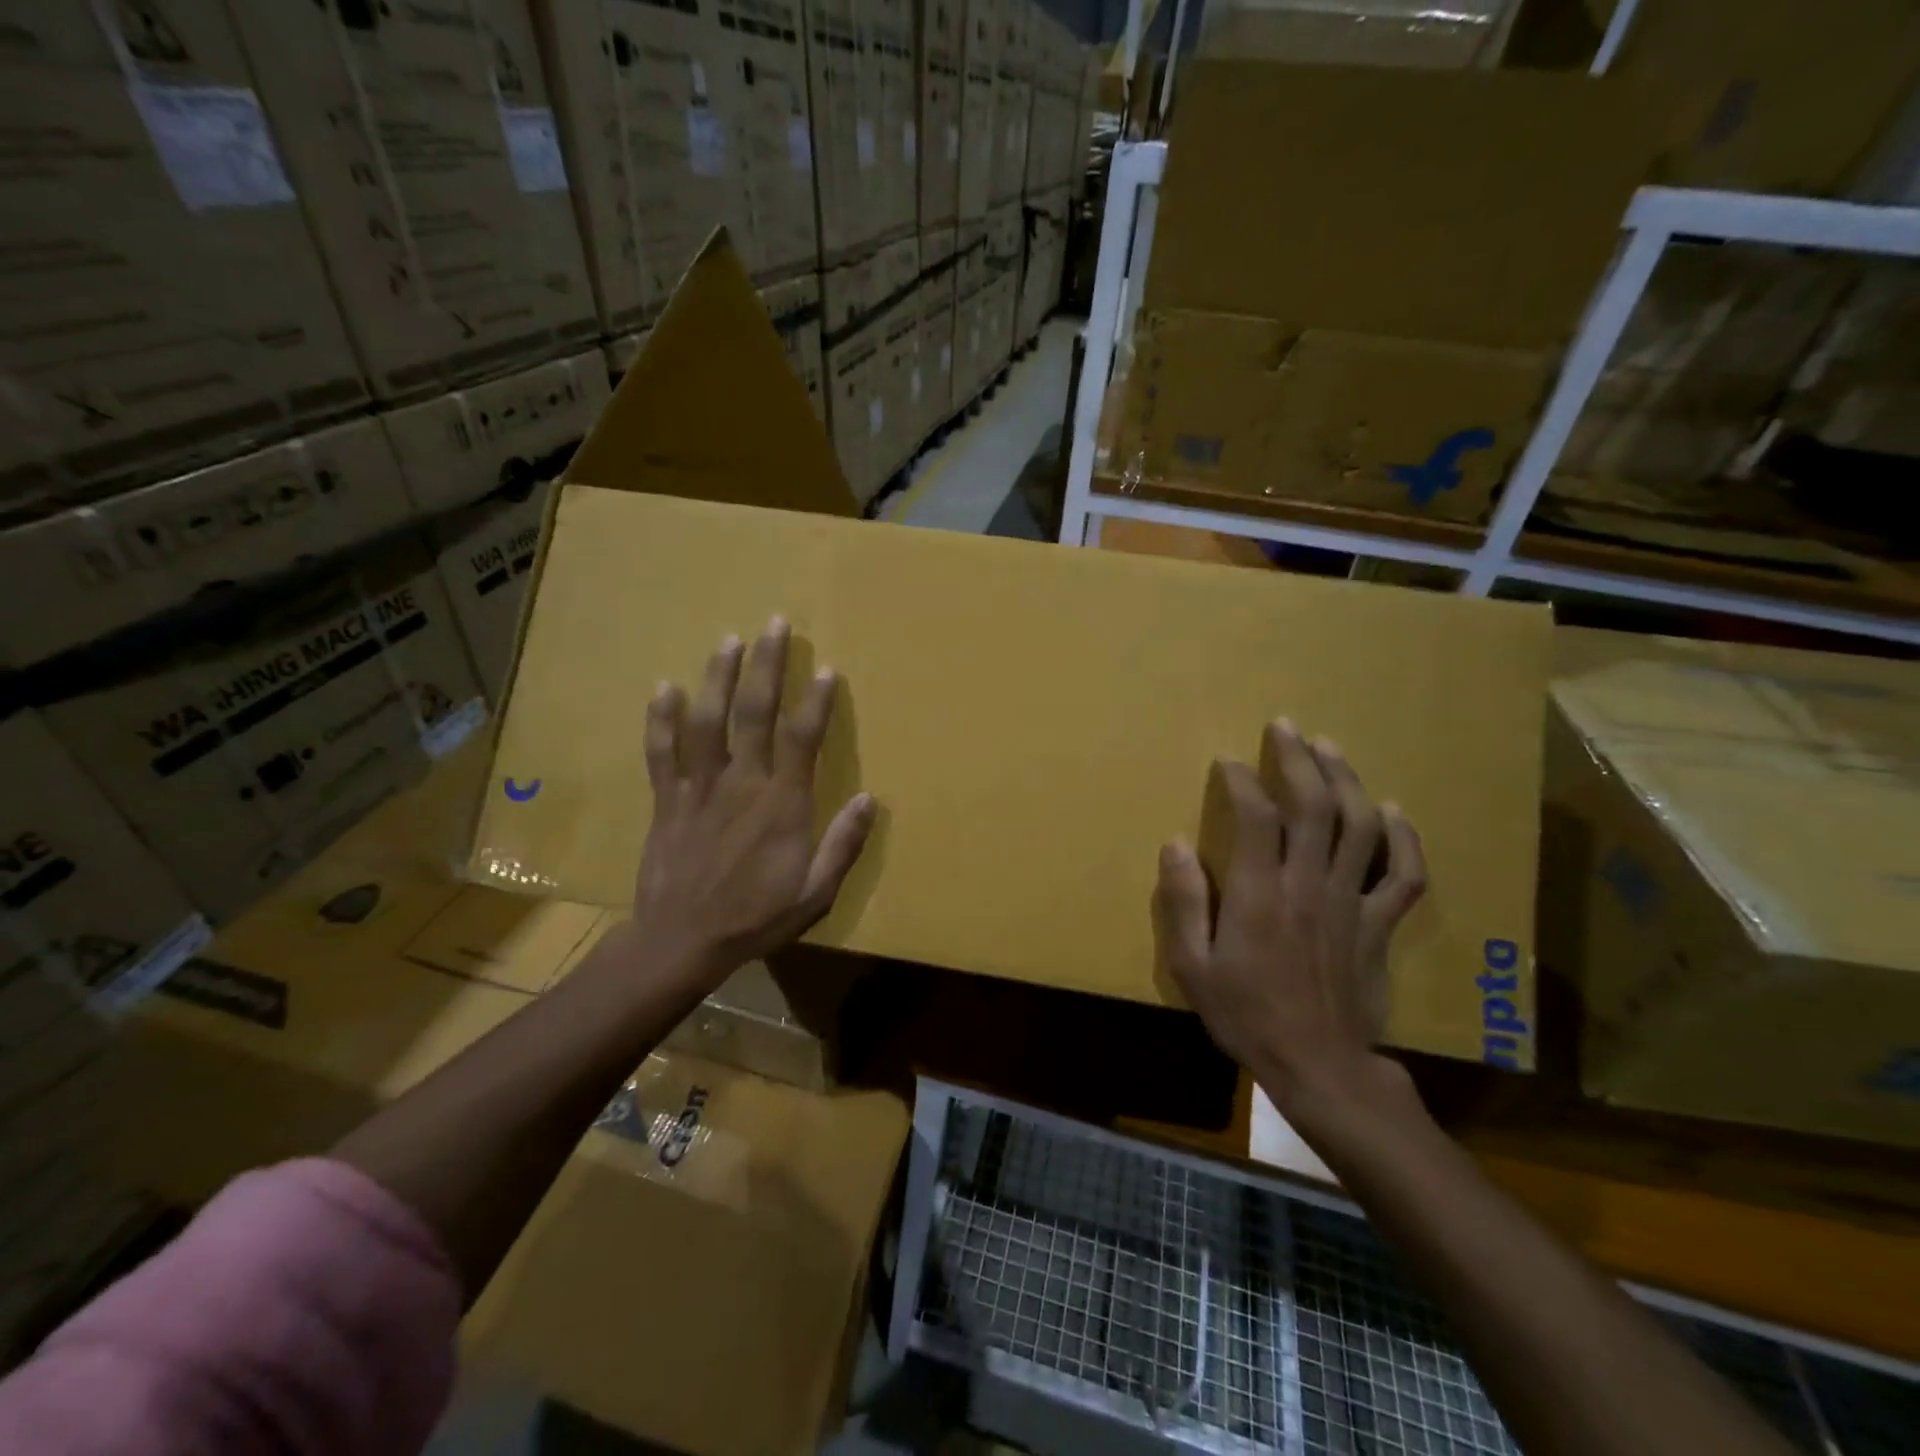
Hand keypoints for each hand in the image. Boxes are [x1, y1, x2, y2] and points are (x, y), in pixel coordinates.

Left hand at [630, 617, 875, 986]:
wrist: (682, 942)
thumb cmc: (756, 917)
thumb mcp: (815, 893)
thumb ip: (843, 845)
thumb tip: (870, 800)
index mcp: (782, 803)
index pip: (801, 738)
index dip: (815, 701)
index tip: (825, 669)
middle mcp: (742, 783)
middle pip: (754, 713)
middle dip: (766, 666)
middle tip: (774, 624)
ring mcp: (699, 788)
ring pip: (708, 721)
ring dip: (718, 677)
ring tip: (729, 639)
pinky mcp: (668, 800)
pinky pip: (662, 752)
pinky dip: (662, 719)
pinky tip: (666, 687)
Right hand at [1154, 718, 1426, 1113]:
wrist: (1318, 1066)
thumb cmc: (1245, 1015)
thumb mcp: (1192, 966)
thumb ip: (1182, 902)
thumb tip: (1175, 844)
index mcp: (1259, 894)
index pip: (1256, 816)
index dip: (1242, 779)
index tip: (1228, 761)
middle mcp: (1308, 885)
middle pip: (1313, 805)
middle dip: (1298, 759)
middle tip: (1285, 727)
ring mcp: (1351, 902)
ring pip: (1360, 826)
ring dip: (1345, 780)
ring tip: (1329, 749)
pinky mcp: (1378, 924)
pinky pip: (1403, 875)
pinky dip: (1404, 840)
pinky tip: (1394, 813)